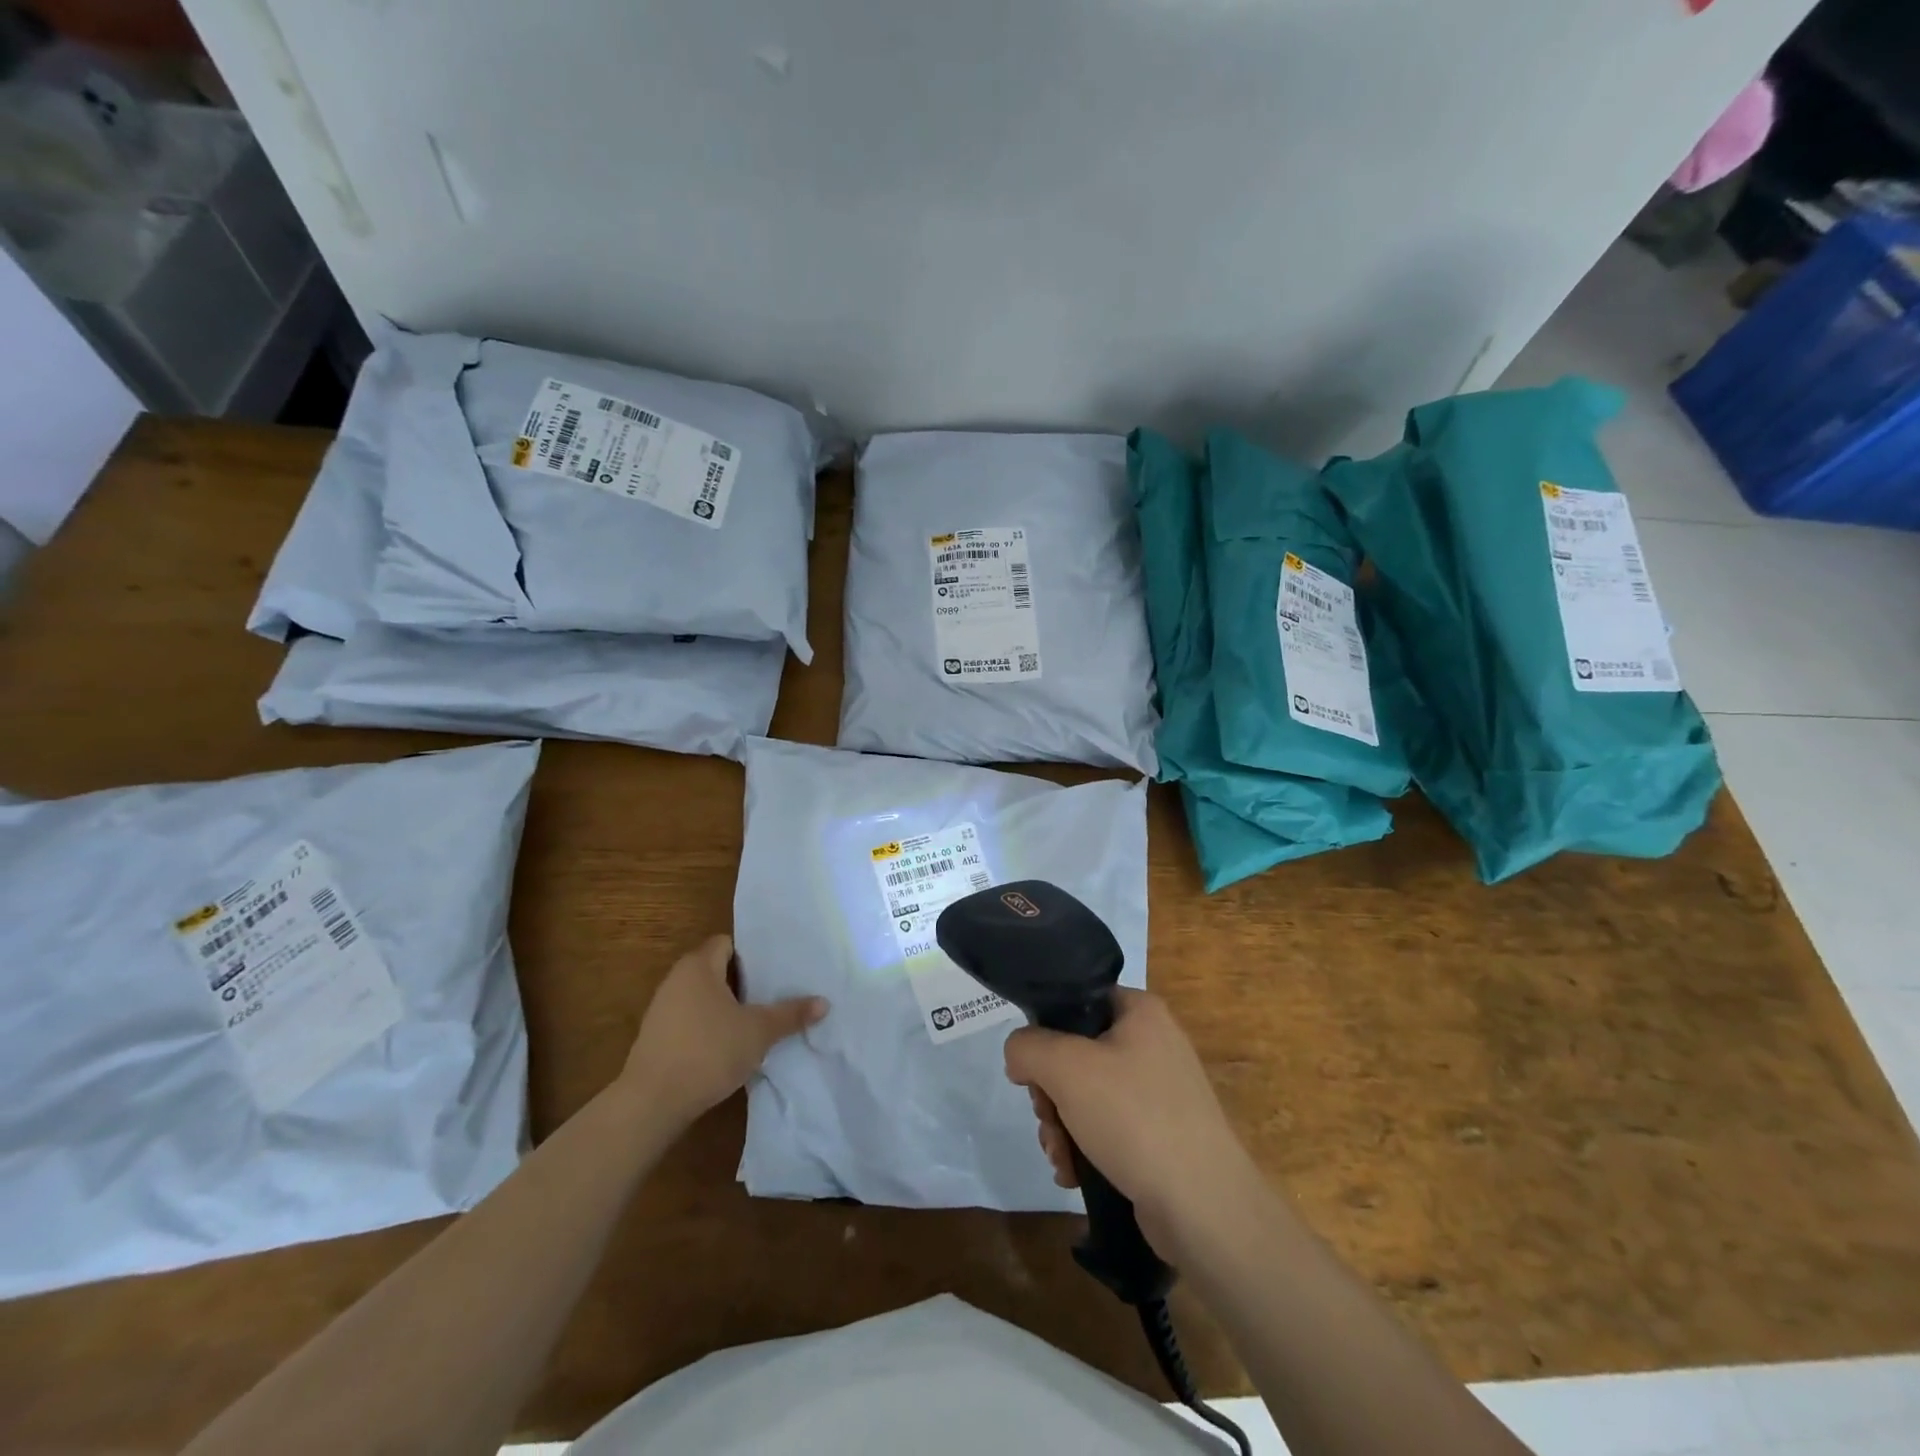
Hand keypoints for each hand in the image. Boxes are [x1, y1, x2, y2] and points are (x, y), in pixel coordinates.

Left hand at [620, 935, 826, 1128]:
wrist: (652, 1103)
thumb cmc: (708, 1051)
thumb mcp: (758, 1031)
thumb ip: (790, 1014)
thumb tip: (824, 1002)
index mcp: (698, 966)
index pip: (726, 943)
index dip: (751, 954)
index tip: (774, 969)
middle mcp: (676, 980)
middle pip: (715, 969)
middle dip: (743, 982)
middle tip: (773, 994)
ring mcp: (662, 1010)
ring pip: (703, 997)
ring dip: (727, 1007)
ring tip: (756, 1021)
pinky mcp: (656, 1038)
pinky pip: (691, 1020)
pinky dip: (710, 1027)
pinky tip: (729, 1046)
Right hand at [1004, 989, 1255, 1251]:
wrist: (1203, 1207)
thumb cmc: (1134, 1117)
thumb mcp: (1065, 1067)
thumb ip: (1027, 1047)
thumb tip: (1019, 1056)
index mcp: (1140, 1011)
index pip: (1077, 1001)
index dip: (1045, 1032)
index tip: (1032, 1070)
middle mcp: (1153, 1042)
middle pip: (1076, 1053)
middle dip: (1050, 1093)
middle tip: (1046, 1119)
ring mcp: (1159, 1091)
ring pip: (1086, 1094)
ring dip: (1061, 1125)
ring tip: (1060, 1157)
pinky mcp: (1161, 1134)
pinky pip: (1108, 1127)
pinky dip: (1084, 1147)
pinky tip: (1073, 1174)